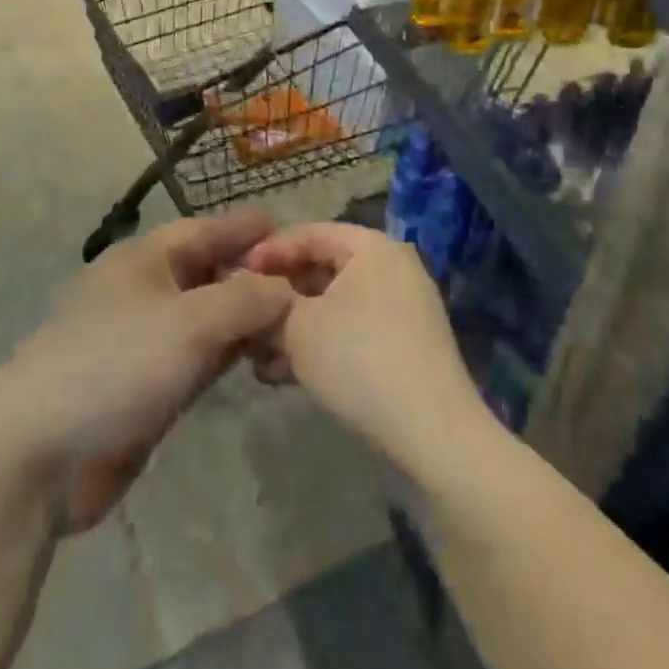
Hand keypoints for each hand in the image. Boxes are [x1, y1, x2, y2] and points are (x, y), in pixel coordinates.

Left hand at [0, 210, 292, 532]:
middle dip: (251, 274)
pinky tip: (258, 359)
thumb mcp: (190, 323)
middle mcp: (144, 292)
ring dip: (243, 318)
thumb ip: (245, 300)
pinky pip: (198, 359)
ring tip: (293, 318)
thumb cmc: (116, 364)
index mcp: (143, 260)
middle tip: (303, 281)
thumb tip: (285, 289)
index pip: (203, 231)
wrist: (40, 456)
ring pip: (205, 319)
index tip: (285, 227)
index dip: (243, 229)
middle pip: (206, 273)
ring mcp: (143, 342)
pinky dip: (227, 355)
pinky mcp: (145, 388)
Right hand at [244, 223, 486, 471]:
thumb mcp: (298, 328)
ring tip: (258, 355)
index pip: (310, 233)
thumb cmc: (360, 360)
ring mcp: (404, 308)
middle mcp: (393, 267)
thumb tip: (254, 297)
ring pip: (335, 305)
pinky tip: (288, 374)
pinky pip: (353, 330)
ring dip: (295, 326)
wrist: (433, 435)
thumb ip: (269, 303)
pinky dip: (322, 344)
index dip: (269, 252)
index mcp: (373, 246)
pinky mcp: (406, 345)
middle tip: (245, 318)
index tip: (235, 276)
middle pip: (322, 269)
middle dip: (280, 296)